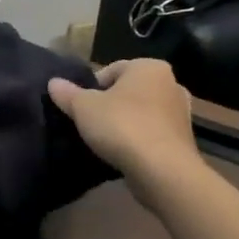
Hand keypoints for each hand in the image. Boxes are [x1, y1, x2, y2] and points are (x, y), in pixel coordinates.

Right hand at [48, 60, 197, 182]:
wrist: (162, 171)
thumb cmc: (122, 126)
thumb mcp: (83, 107)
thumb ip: (67, 93)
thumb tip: (53, 82)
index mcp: (149, 67)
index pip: (111, 70)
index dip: (92, 88)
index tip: (81, 108)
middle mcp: (171, 84)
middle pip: (128, 91)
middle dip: (110, 105)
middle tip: (91, 124)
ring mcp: (181, 113)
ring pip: (142, 113)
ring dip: (125, 124)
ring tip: (106, 142)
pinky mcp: (184, 141)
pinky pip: (153, 134)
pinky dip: (139, 141)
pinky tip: (124, 155)